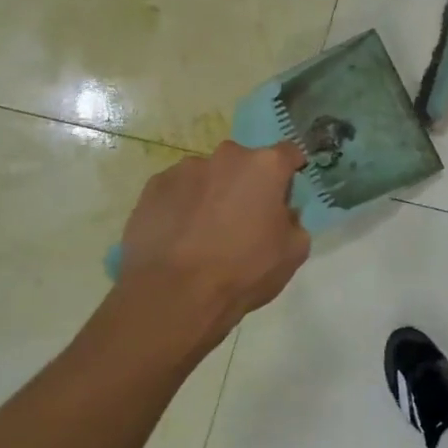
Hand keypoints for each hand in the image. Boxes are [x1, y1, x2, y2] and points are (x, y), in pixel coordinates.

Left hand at [116, 141, 310, 326]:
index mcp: (266, 166)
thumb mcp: (294, 252)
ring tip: (206, 231)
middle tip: (245, 218)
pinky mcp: (153, 187)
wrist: (174, 295)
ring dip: (214, 193)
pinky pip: (178, 190)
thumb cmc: (244, 270)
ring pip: (209, 175)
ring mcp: (185, 169)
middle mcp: (226, 157)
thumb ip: (294, 221)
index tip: (286, 192)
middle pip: (245, 162)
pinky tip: (181, 236)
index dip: (291, 171)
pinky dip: (183, 205)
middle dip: (248, 183)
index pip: (289, 152)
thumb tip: (283, 214)